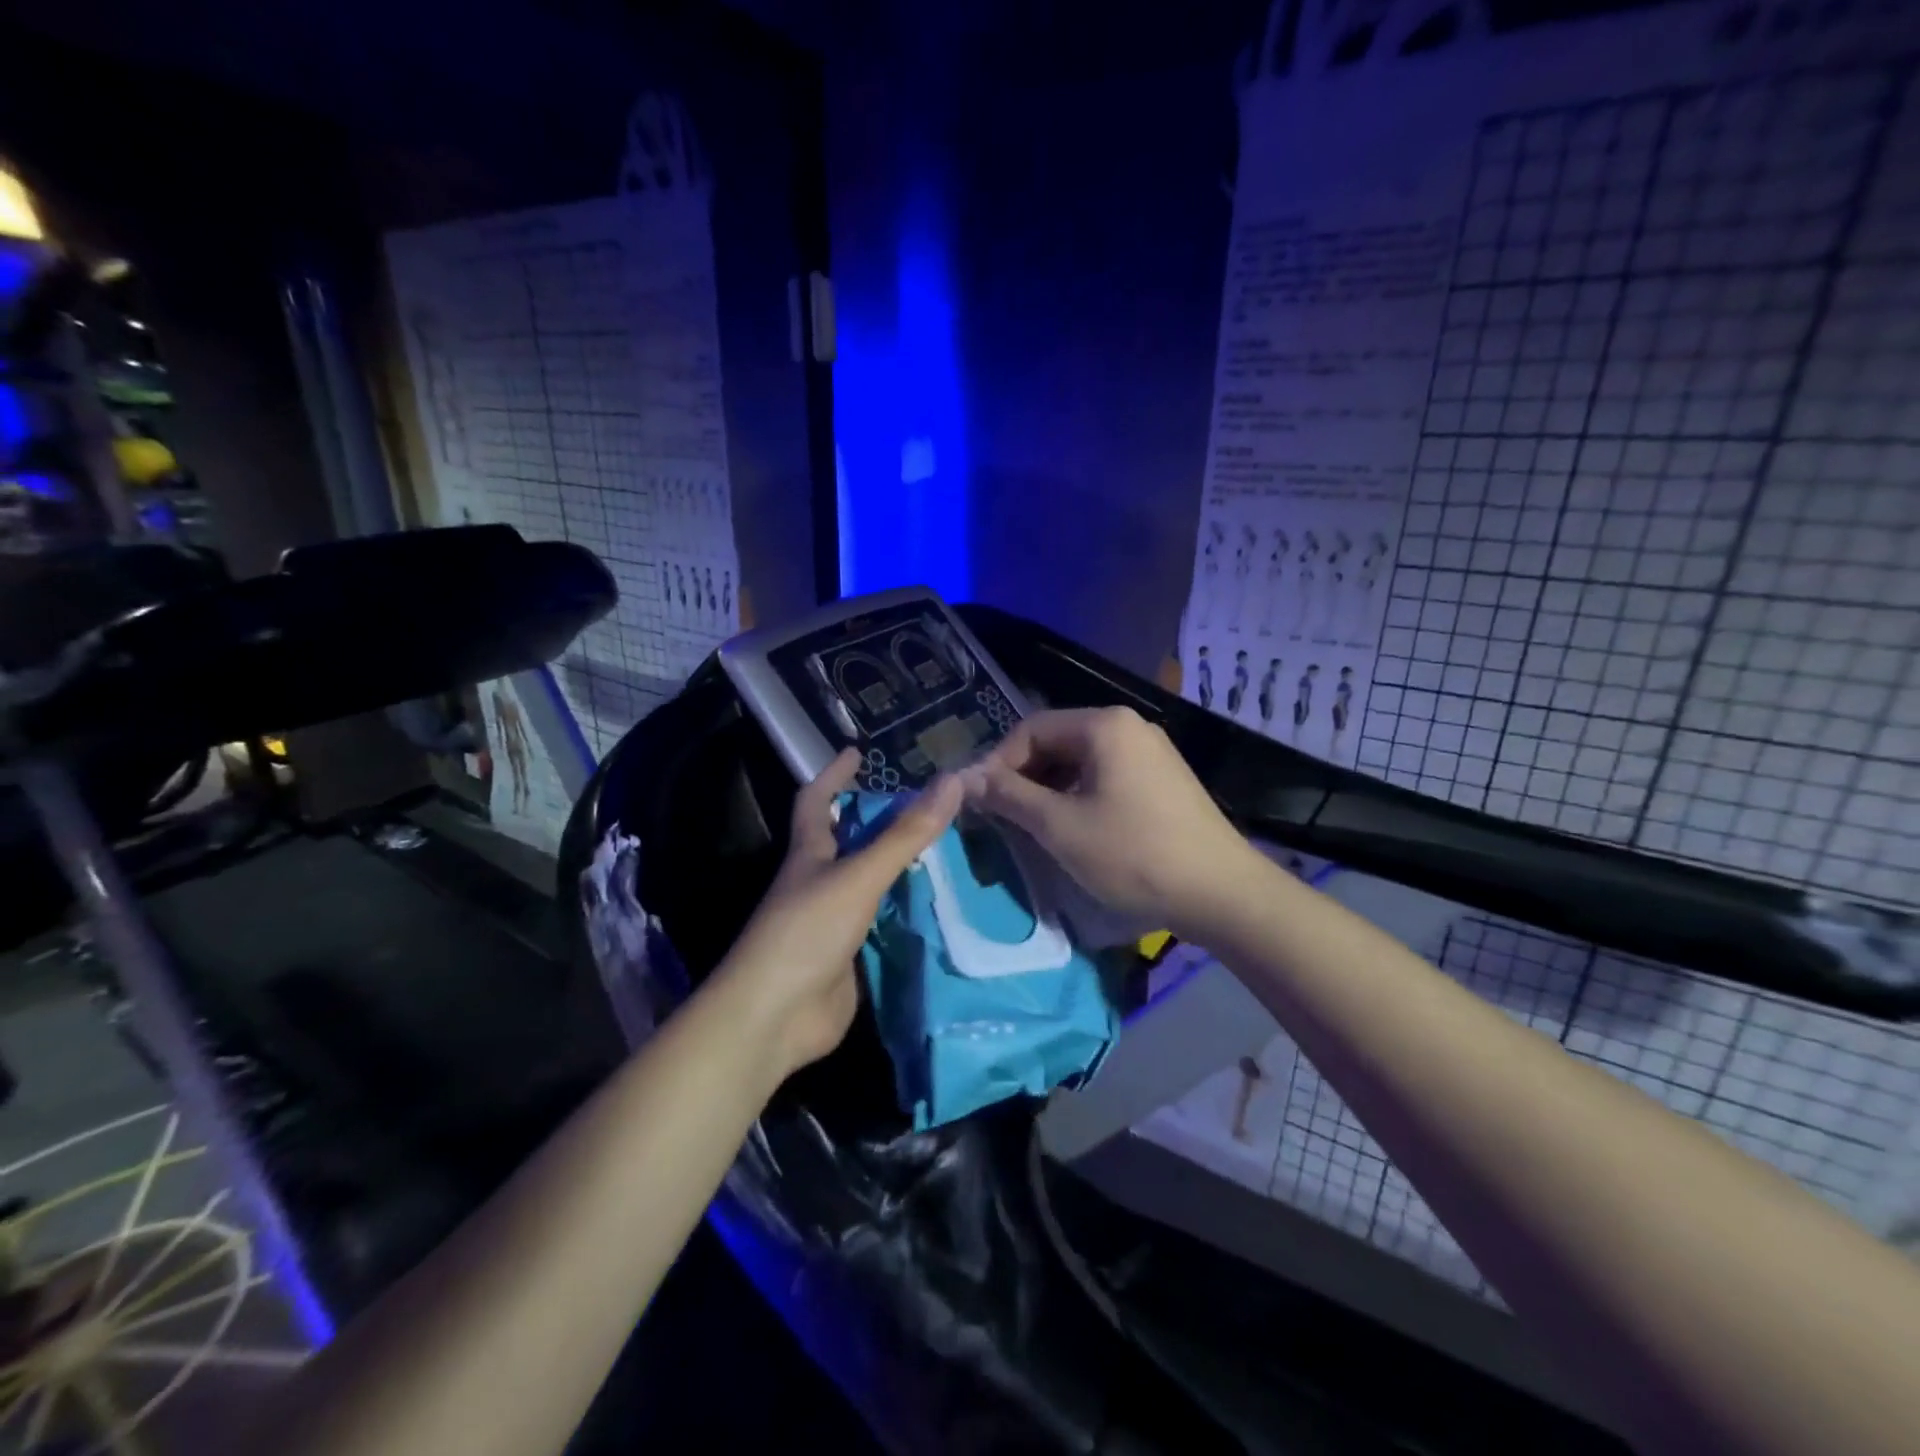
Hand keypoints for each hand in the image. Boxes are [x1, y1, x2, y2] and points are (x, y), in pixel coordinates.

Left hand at [716, 748, 961, 1076]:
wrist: (775, 1017)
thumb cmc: (807, 932)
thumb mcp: (859, 876)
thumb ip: (906, 835)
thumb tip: (952, 781)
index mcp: (810, 855)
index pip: (817, 802)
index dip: (833, 774)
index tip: (857, 753)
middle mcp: (819, 883)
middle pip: (848, 842)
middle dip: (879, 821)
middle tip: (925, 805)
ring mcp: (833, 922)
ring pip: (870, 884)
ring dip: (899, 867)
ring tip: (946, 849)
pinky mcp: (849, 958)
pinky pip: (883, 924)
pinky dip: (906, 913)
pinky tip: (940, 907)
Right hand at [961, 707, 1253, 936]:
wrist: (1221, 893)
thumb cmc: (1133, 854)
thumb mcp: (1060, 826)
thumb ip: (1009, 796)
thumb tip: (965, 779)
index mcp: (1104, 725)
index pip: (1031, 729)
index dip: (998, 763)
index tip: (979, 801)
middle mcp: (1129, 727)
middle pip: (1057, 741)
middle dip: (1024, 776)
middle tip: (1002, 816)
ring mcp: (1151, 752)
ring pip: (1081, 761)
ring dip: (1049, 789)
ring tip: (1032, 827)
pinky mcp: (1163, 779)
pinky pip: (1106, 776)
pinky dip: (1078, 797)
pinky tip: (1071, 829)